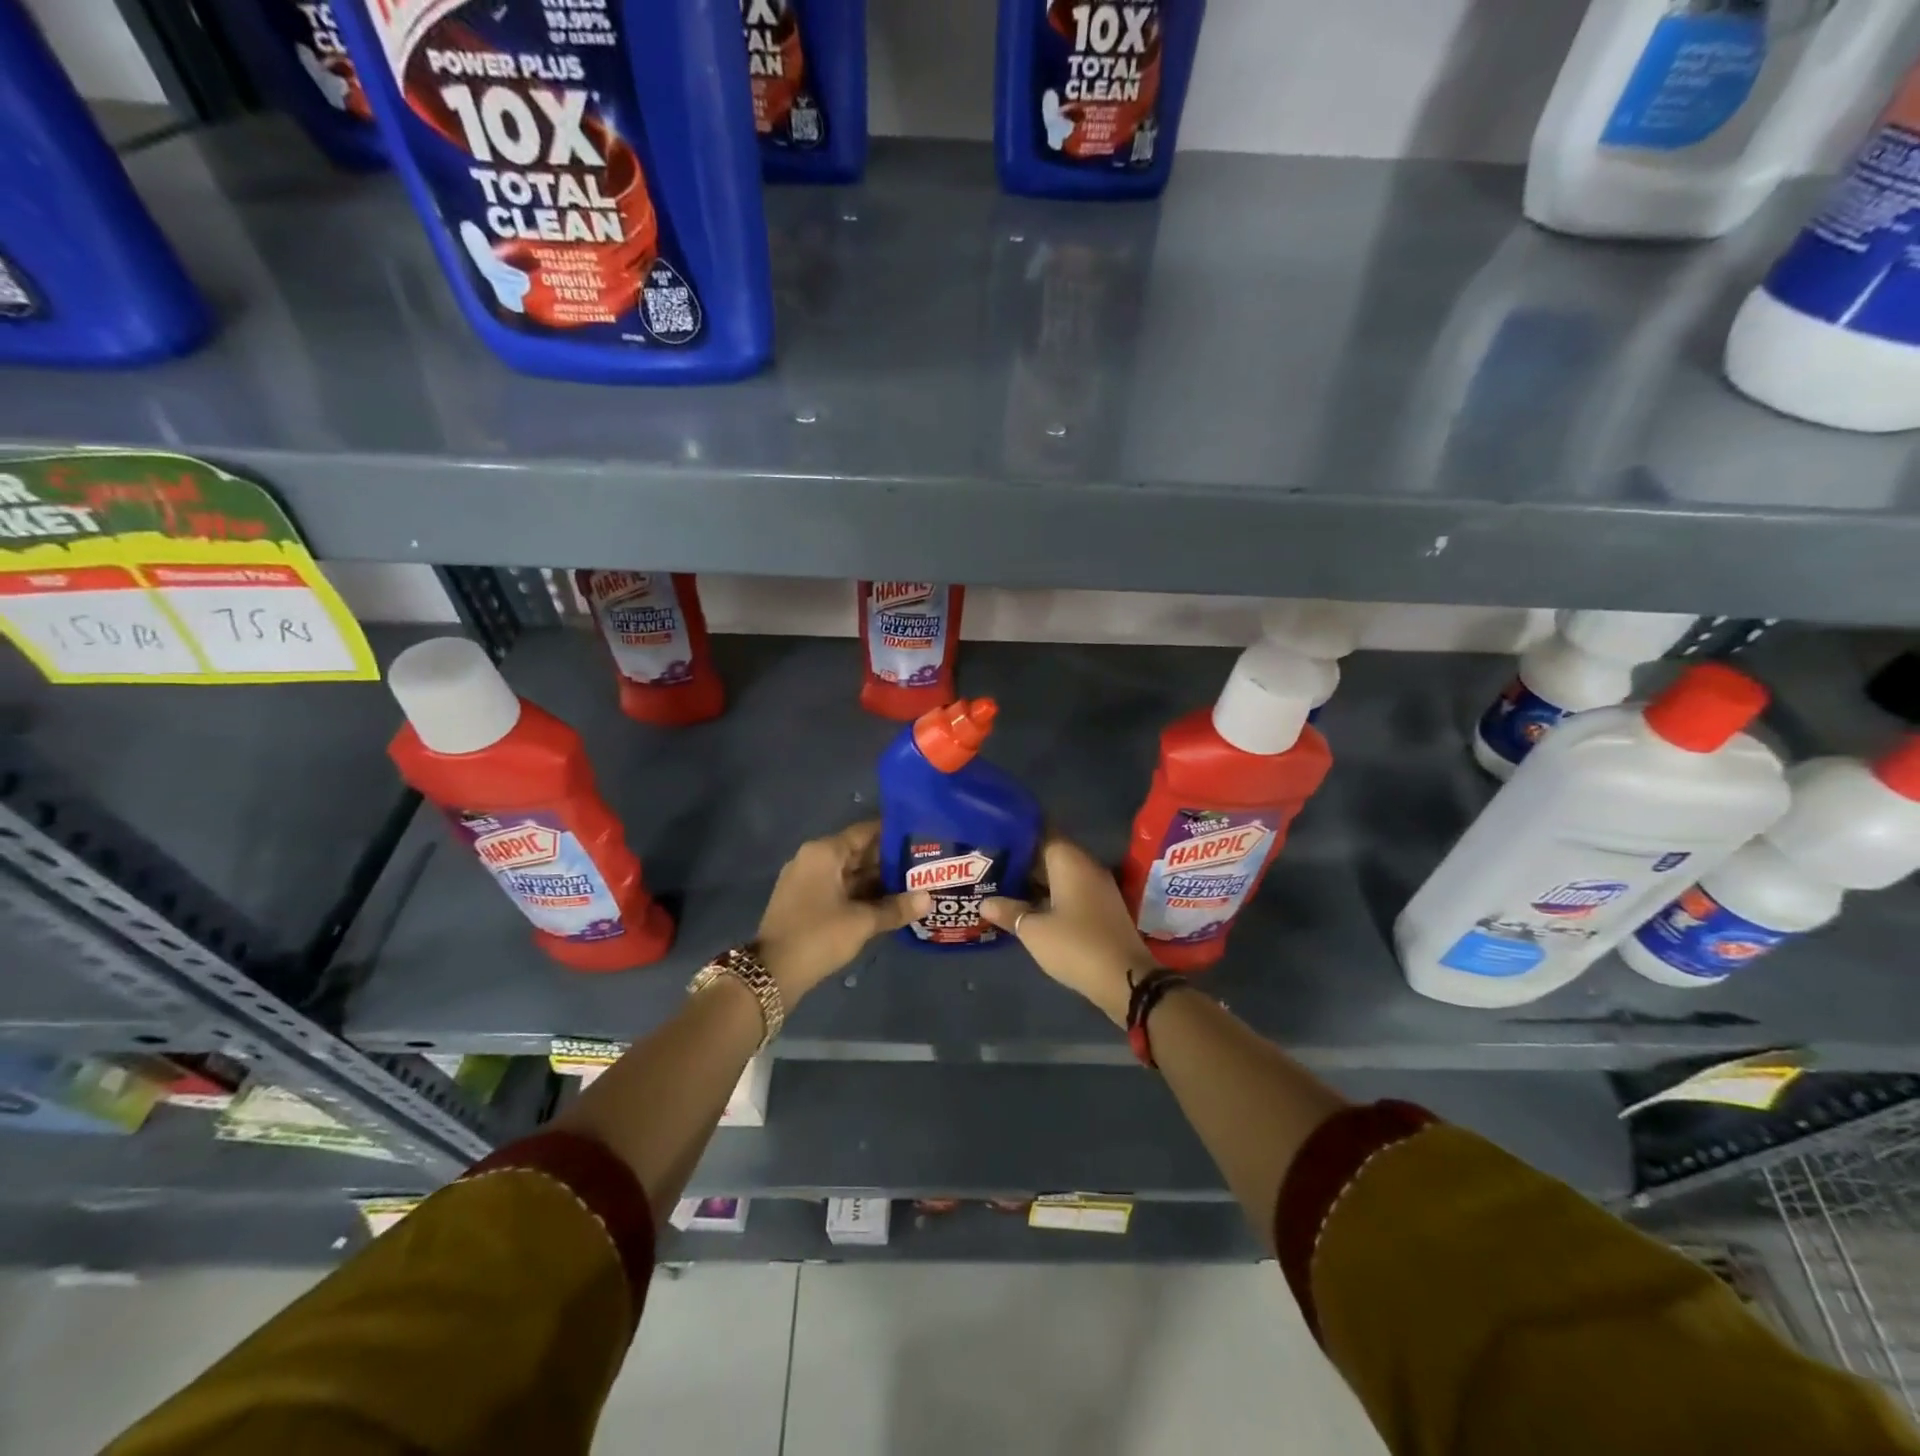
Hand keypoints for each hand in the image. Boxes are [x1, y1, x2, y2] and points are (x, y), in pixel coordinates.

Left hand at [755, 821, 930, 1003]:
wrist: (772, 973)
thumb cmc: (818, 935)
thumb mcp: (862, 922)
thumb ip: (896, 908)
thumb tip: (929, 898)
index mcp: (824, 852)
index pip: (865, 832)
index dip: (894, 834)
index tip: (922, 838)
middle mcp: (814, 859)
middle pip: (858, 852)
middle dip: (890, 861)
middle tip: (924, 865)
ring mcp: (807, 881)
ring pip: (850, 874)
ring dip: (878, 881)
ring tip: (914, 885)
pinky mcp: (805, 903)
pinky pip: (840, 890)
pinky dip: (862, 895)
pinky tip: (888, 905)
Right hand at [981, 837, 1157, 1026]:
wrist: (1126, 980)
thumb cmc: (1076, 945)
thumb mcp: (1034, 930)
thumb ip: (1009, 911)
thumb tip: (985, 903)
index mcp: (1070, 861)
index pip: (1042, 833)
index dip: (1018, 834)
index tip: (994, 837)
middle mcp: (1086, 867)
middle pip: (1051, 854)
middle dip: (1022, 860)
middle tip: (990, 864)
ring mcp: (1098, 888)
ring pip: (1061, 875)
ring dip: (1036, 880)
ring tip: (1003, 885)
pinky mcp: (1102, 909)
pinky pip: (1071, 891)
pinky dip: (1050, 895)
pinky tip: (1029, 907)